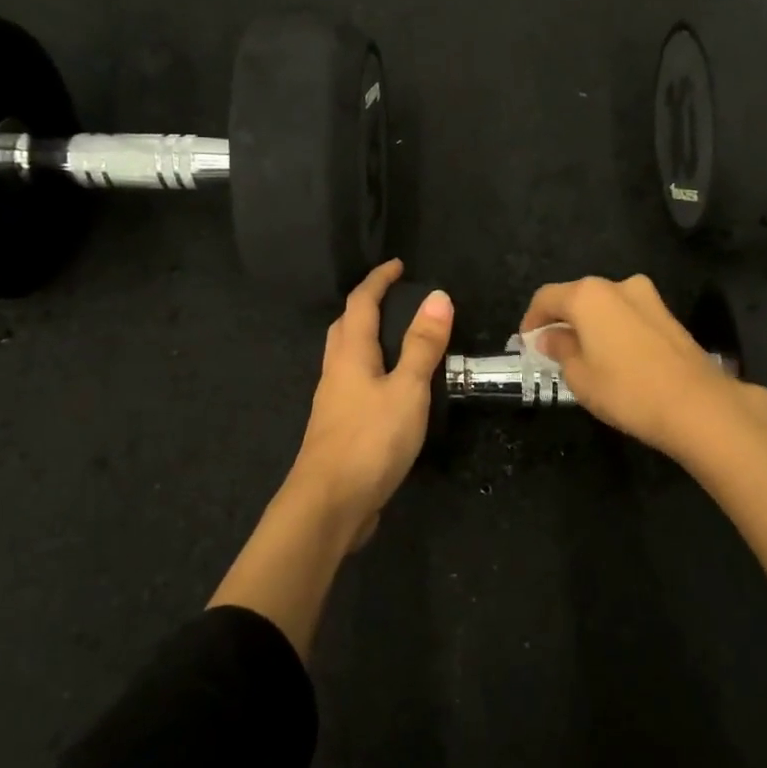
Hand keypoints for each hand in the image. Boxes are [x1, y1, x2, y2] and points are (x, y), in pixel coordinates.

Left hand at [288, 259, 453, 547]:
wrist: (329, 504)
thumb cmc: (370, 440)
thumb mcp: (407, 389)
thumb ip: (422, 345)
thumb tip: (437, 296)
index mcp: (350, 354)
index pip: (360, 303)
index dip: (378, 280)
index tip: (397, 264)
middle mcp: (336, 372)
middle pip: (344, 326)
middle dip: (365, 304)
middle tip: (393, 297)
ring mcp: (333, 402)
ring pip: (345, 355)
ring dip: (364, 336)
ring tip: (394, 336)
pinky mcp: (338, 428)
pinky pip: (352, 383)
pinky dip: (370, 369)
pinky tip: (388, 386)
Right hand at [521, 274, 766, 460]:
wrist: (697, 406)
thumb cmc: (626, 390)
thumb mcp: (579, 375)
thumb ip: (560, 349)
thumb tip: (551, 336)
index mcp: (589, 295)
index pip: (547, 297)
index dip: (531, 319)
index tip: (526, 342)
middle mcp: (618, 286)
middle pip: (578, 297)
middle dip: (561, 320)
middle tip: (551, 349)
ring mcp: (649, 298)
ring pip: (605, 306)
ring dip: (589, 325)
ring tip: (582, 356)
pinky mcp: (669, 317)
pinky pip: (628, 317)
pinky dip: (613, 330)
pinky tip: (613, 358)